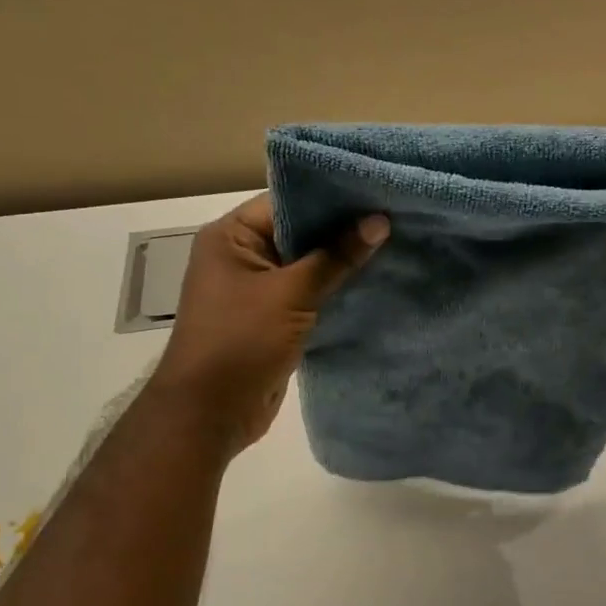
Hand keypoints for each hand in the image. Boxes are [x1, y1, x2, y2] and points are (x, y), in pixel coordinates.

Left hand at [151, 195, 387, 457]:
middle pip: (298, 233)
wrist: (211, 412)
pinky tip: (373, 286)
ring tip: (394, 247)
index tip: (376, 193)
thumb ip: (336, 257)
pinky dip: (334, 293)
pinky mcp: (272, 320)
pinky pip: (307, 296)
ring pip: (306, 267)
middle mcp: (241, 257)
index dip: (331, 198)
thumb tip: (379, 221)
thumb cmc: (241, 341)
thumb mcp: (291, 294)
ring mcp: (256, 291)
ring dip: (341, 264)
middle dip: (342, 231)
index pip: (286, 202)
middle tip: (394, 219)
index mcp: (231, 236)